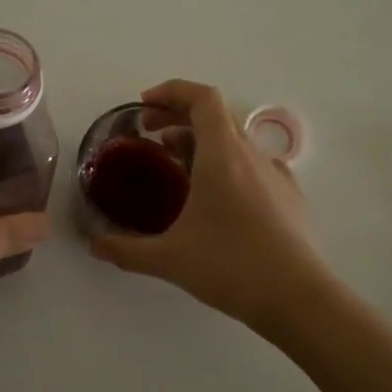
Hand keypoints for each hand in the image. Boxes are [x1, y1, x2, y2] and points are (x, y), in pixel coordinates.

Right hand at [89, 79, 335, 339]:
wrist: (300, 299)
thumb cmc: (231, 267)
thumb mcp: (169, 259)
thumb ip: (125, 249)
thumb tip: (92, 244)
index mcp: (222, 155)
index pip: (202, 98)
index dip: (172, 91)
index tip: (144, 105)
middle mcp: (251, 154)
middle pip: (215, 115)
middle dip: (178, 116)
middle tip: (150, 134)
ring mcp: (275, 174)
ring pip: (234, 140)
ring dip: (201, 141)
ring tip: (176, 165)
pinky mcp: (289, 196)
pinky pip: (252, 163)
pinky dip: (226, 163)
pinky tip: (216, 197)